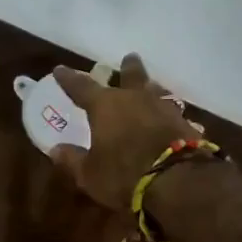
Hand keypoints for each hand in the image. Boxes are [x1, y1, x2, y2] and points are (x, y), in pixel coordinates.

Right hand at [50, 53, 200, 210]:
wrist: (177, 182)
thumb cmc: (123, 175)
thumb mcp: (89, 174)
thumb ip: (72, 160)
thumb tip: (56, 150)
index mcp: (105, 106)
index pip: (82, 86)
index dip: (69, 78)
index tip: (60, 69)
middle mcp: (135, 98)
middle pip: (132, 75)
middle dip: (127, 68)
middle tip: (128, 60)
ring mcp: (164, 108)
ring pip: (156, 90)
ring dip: (150, 88)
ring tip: (150, 87)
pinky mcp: (185, 123)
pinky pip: (173, 112)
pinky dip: (167, 113)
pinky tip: (169, 118)